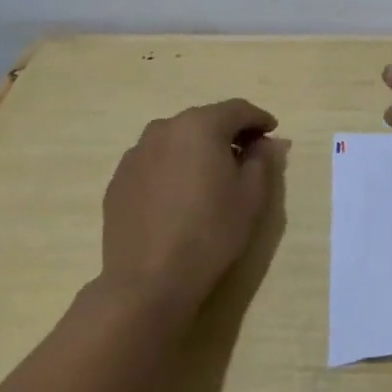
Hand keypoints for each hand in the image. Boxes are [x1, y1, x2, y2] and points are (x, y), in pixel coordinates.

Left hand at [99, 98, 284, 315]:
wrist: (148, 281)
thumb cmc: (210, 233)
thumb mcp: (252, 196)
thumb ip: (262, 160)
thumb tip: (262, 143)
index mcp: (200, 126)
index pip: (237, 110)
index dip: (259, 118)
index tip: (272, 131)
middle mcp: (164, 129)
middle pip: (204, 121)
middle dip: (228, 132)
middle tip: (246, 153)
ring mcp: (136, 154)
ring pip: (176, 140)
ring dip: (197, 149)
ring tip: (211, 175)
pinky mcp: (118, 180)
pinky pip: (154, 162)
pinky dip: (172, 167)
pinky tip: (179, 195)